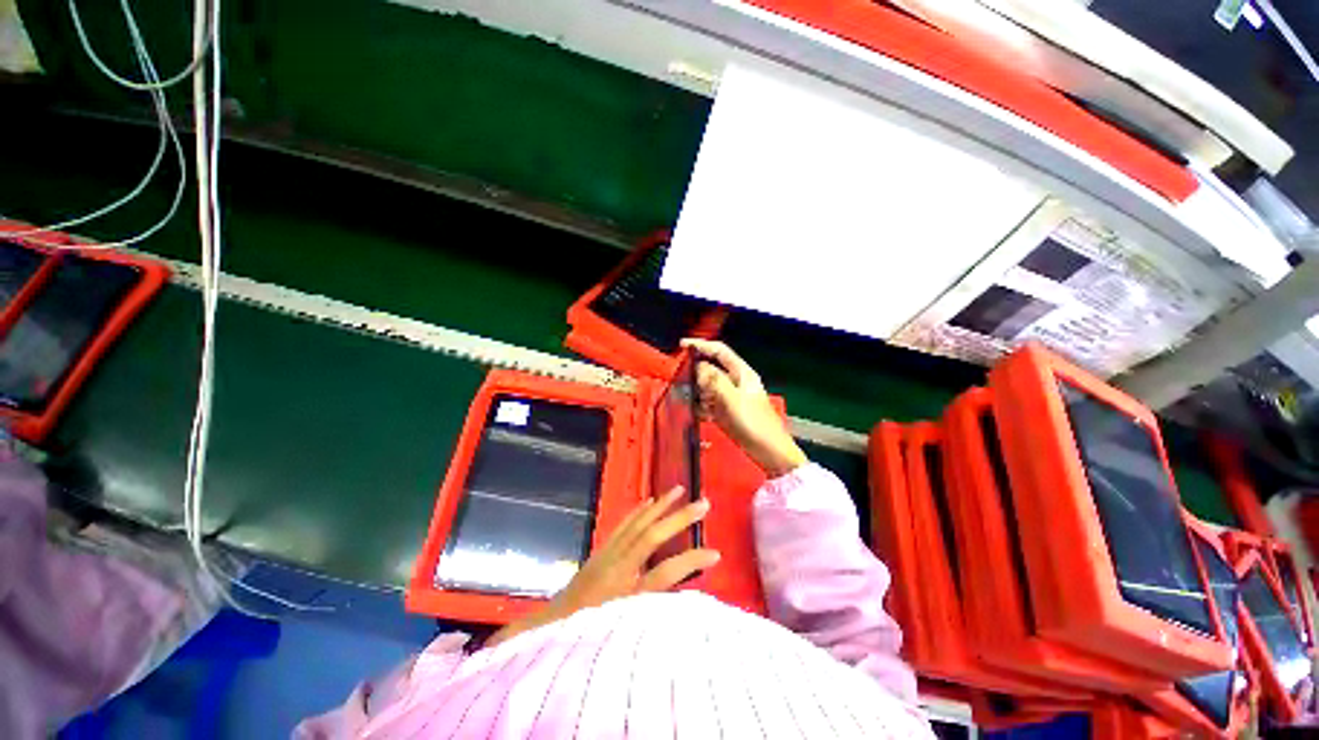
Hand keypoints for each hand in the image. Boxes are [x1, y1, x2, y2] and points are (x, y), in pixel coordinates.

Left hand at [486, 487, 718, 647]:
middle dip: (680, 518)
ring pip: (637, 524)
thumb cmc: (586, 638)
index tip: (717, 553)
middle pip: (652, 537)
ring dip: (661, 506)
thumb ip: (649, 616)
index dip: (691, 561)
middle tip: (704, 503)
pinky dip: (638, 511)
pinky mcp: (601, 550)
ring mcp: (607, 555)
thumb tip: (684, 606)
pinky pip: (623, 525)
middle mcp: (617, 568)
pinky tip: (649, 501)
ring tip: (680, 489)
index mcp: (624, 595)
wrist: (548, 631)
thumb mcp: (621, 635)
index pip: (665, 574)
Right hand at [681, 338, 806, 477]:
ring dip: (698, 391)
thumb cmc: (755, 423)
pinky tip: (700, 413)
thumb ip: (715, 381)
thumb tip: (698, 366)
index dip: (701, 345)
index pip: (719, 351)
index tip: (682, 345)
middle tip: (680, 378)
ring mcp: (730, 397)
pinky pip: (708, 403)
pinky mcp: (725, 411)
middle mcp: (735, 382)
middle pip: (711, 368)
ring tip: (690, 398)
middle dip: (696, 372)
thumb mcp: (734, 399)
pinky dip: (701, 406)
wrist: (769, 452)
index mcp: (742, 373)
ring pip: (707, 387)